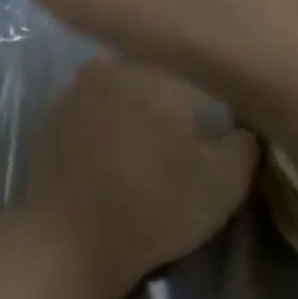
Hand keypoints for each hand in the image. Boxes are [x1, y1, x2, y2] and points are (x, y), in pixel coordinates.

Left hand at [21, 59, 258, 298]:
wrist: (74, 235)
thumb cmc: (158, 202)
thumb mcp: (225, 181)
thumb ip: (244, 143)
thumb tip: (241, 126)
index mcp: (156, 69)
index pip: (194, 72)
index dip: (207, 102)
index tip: (212, 129)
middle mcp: (113, 64)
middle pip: (153, 75)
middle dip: (167, 101)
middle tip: (180, 140)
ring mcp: (76, 85)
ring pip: (118, 89)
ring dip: (132, 110)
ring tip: (145, 150)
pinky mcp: (52, 112)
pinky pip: (89, 110)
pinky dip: (102, 125)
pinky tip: (110, 155)